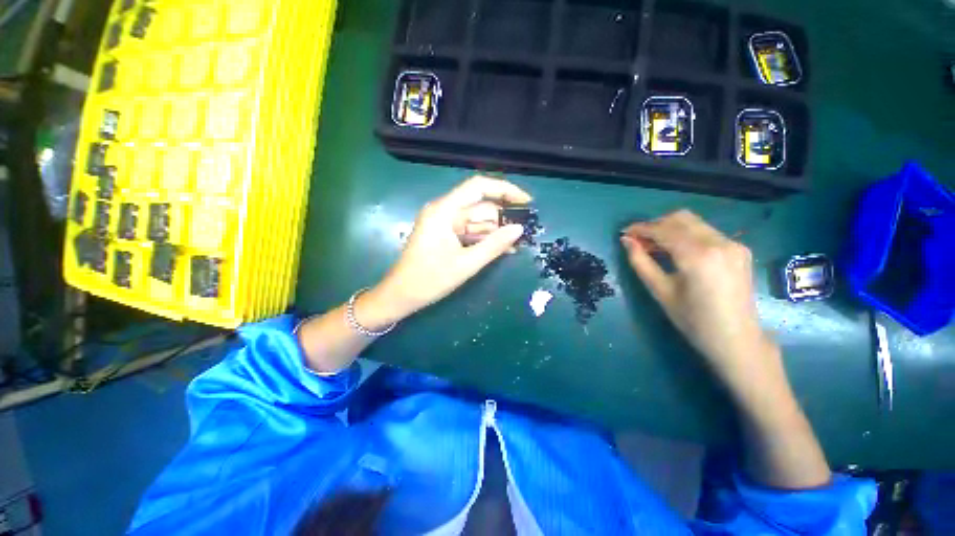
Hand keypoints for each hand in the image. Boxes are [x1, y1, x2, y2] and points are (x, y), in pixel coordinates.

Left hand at [365, 176, 530, 323]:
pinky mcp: (445, 235)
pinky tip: (502, 249)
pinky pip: (470, 231)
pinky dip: (484, 239)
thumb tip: (520, 229)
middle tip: (524, 234)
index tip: (526, 202)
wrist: (400, 296)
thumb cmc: (430, 280)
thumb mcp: (466, 264)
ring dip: (495, 232)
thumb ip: (494, 245)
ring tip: (516, 245)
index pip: (478, 187)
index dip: (505, 190)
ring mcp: (444, 223)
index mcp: (444, 211)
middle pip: (480, 207)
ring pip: (477, 220)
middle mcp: (444, 211)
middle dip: (502, 219)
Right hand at [620, 210, 778, 390]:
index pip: (664, 230)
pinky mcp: (739, 249)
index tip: (624, 233)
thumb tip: (626, 241)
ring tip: (653, 245)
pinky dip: (685, 235)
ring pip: (694, 223)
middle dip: (654, 225)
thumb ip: (641, 262)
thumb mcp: (660, 291)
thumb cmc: (693, 320)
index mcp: (698, 256)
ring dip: (669, 228)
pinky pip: (706, 232)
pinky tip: (676, 250)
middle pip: (680, 219)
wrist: (737, 340)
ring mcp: (733, 244)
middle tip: (638, 241)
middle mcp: (719, 243)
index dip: (641, 229)